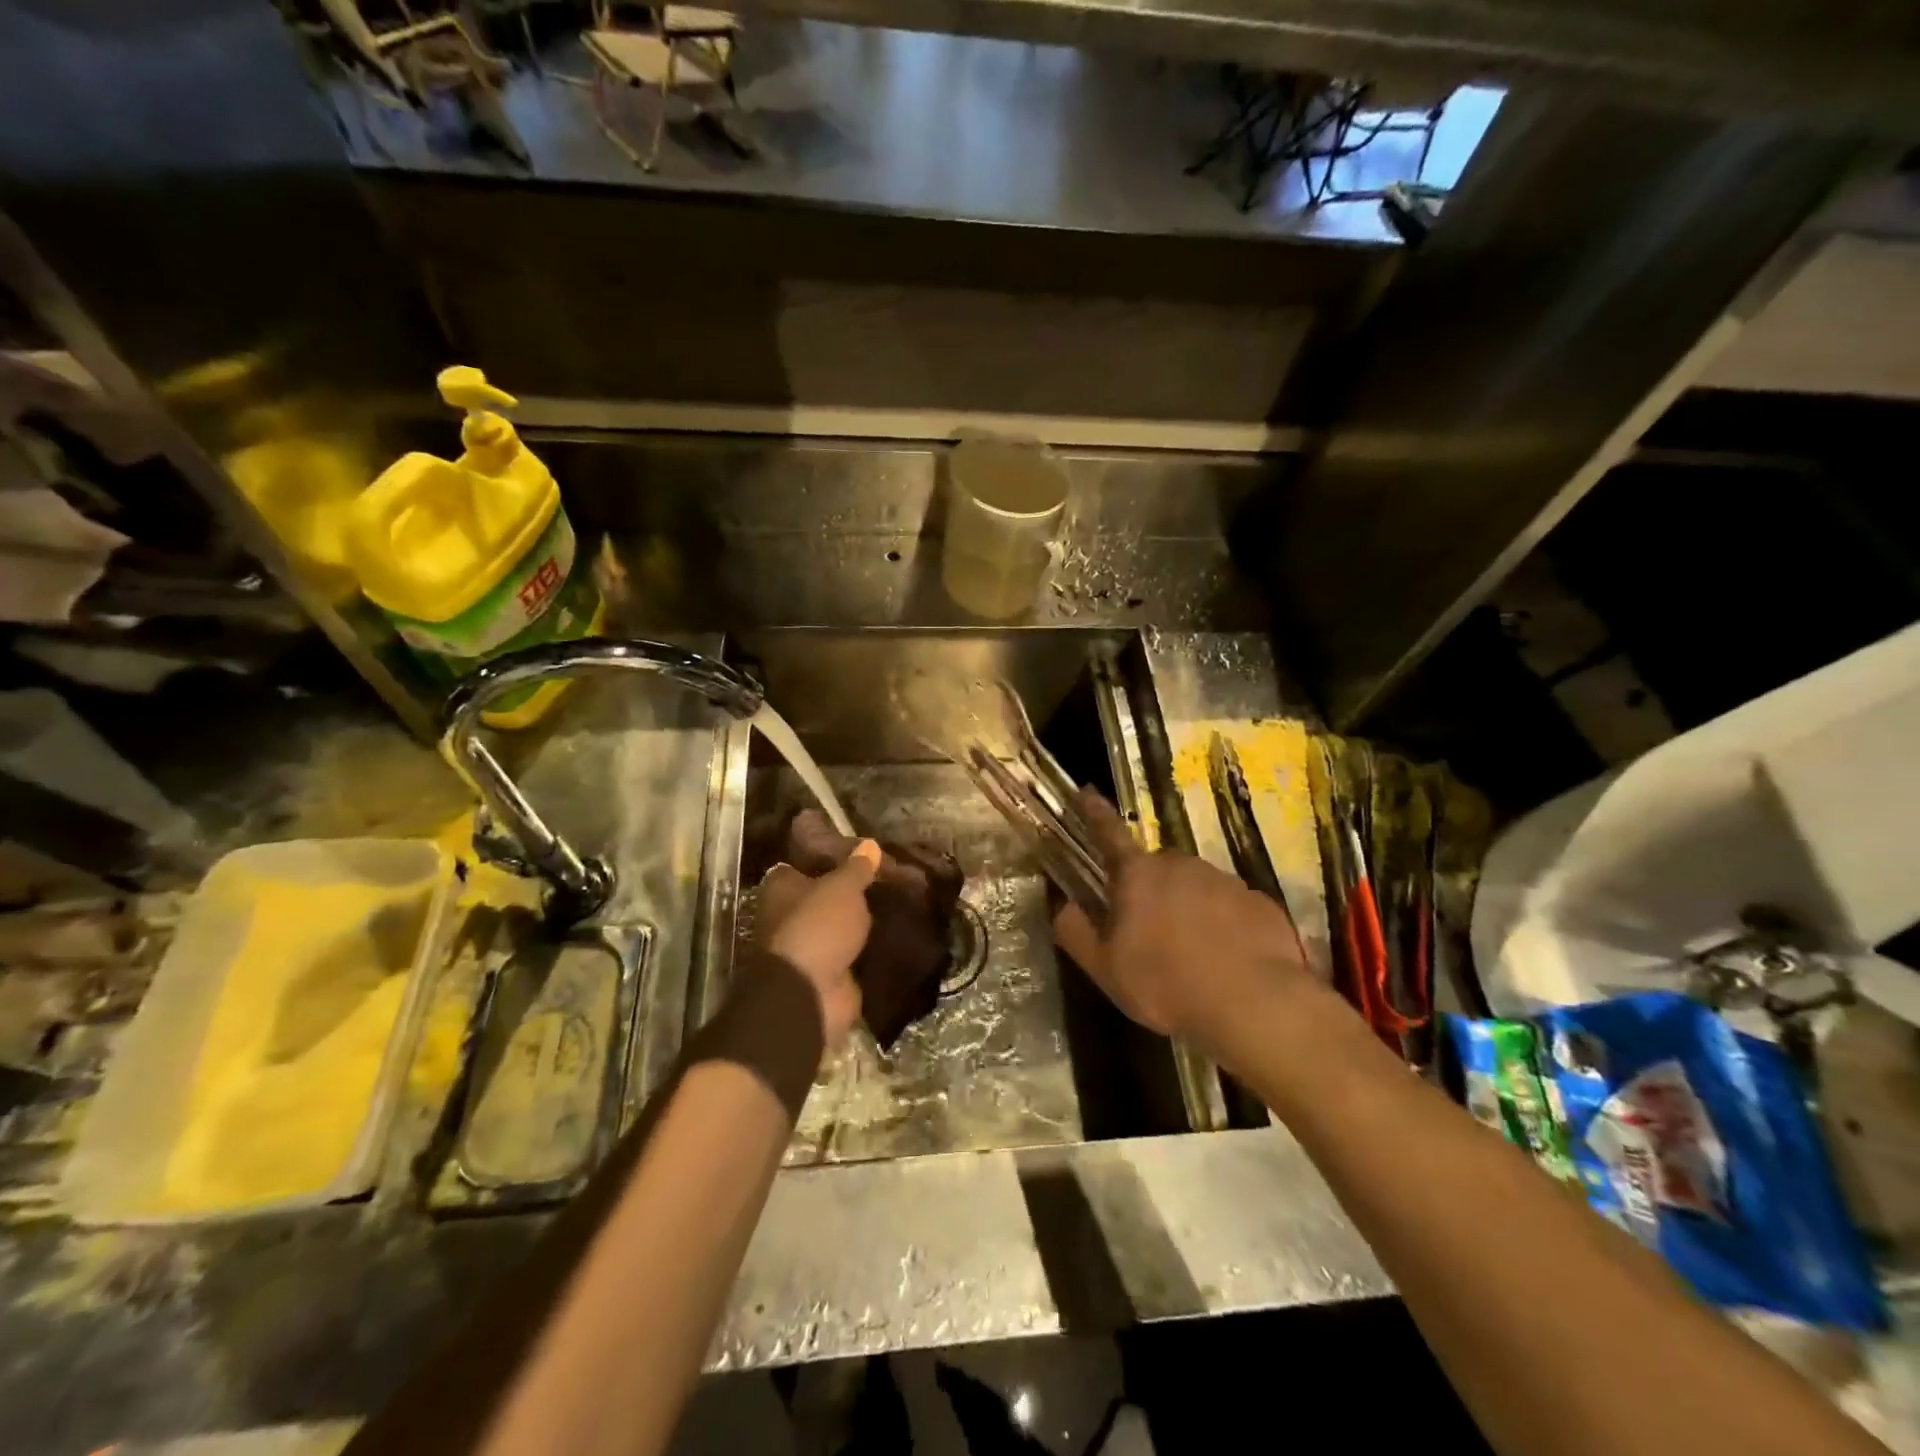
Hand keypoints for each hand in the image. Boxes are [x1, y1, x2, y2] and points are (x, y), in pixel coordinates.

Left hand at [756, 839, 880, 1047]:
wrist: (810, 993)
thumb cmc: (818, 926)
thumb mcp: (843, 887)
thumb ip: (857, 867)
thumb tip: (870, 845)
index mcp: (780, 889)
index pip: (803, 865)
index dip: (829, 859)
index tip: (860, 856)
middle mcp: (786, 916)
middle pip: (822, 897)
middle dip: (848, 893)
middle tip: (884, 880)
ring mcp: (806, 948)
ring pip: (837, 927)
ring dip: (858, 923)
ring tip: (895, 905)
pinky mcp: (825, 975)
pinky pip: (849, 954)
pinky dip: (866, 949)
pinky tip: (893, 935)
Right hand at [1053, 790, 1310, 1048]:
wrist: (1254, 1003)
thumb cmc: (1166, 983)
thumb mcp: (1105, 968)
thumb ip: (1075, 932)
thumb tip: (1061, 906)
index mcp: (1137, 874)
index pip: (1109, 833)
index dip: (1095, 813)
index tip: (1087, 791)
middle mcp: (1180, 864)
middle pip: (1155, 869)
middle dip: (1149, 891)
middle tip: (1149, 932)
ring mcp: (1224, 880)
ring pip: (1195, 888)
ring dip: (1188, 910)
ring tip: (1191, 955)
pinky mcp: (1259, 902)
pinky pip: (1230, 908)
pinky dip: (1223, 926)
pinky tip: (1226, 961)